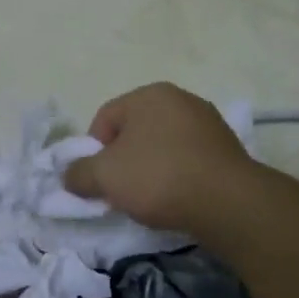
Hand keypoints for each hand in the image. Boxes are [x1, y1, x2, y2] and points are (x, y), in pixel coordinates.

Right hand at [61, 83, 257, 236]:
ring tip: (151, 199)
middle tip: (121, 190)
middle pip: (135, 131)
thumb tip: (70, 175)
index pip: (105, 119)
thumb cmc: (158, 177)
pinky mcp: (228, 148)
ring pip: (163, 146)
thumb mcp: (104, 176)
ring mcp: (208, 123)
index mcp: (149, 94)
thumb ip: (78, 173)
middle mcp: (181, 99)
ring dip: (151, 169)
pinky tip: (178, 198)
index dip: (93, 151)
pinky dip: (178, 176)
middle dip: (123, 160)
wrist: (228, 203)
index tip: (99, 180)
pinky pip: (189, 159)